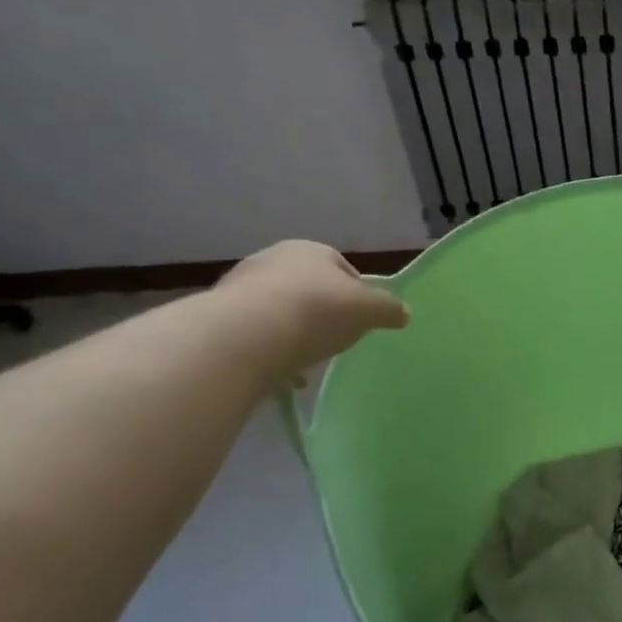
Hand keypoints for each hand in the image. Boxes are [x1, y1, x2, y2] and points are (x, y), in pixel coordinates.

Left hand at [213, 241, 408, 378]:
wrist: (247, 335)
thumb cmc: (318, 310)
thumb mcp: (370, 310)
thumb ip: (390, 310)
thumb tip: (403, 313)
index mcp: (311, 250)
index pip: (342, 268)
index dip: (357, 293)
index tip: (362, 319)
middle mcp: (272, 260)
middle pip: (308, 287)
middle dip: (322, 311)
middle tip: (336, 337)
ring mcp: (240, 287)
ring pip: (279, 310)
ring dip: (293, 331)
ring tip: (307, 359)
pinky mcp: (218, 317)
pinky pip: (255, 334)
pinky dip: (269, 350)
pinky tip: (279, 371)